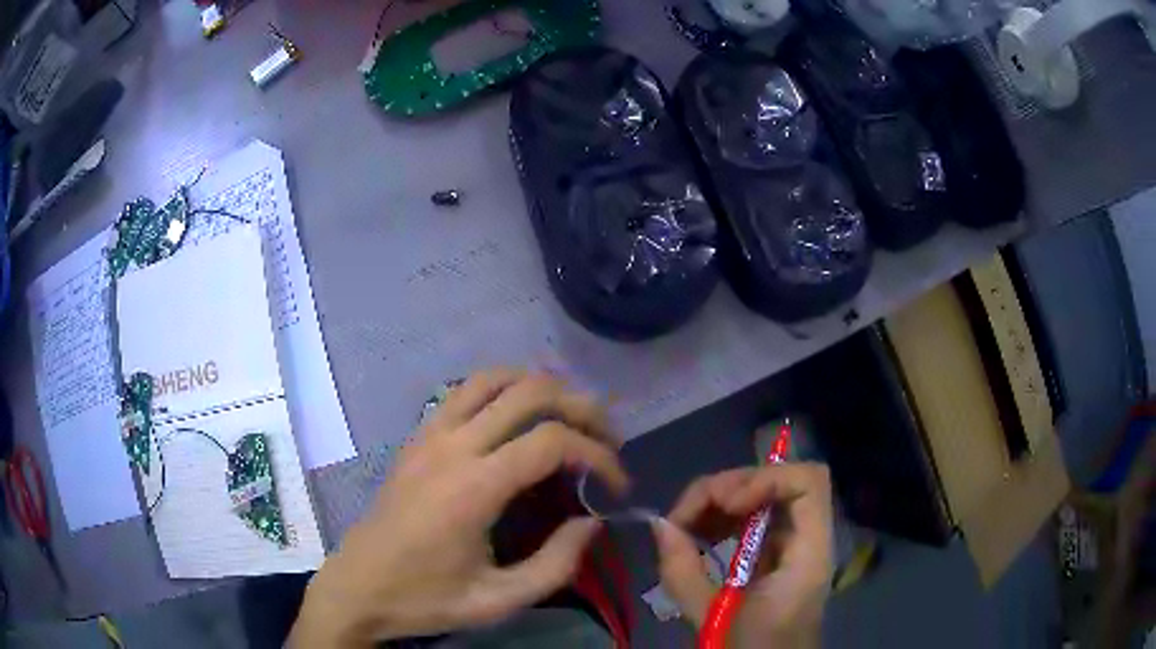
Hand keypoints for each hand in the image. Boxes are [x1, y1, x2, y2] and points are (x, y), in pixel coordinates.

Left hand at [289, 370, 628, 646]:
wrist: (358, 586)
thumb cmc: (425, 598)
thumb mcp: (498, 600)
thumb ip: (556, 564)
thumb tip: (593, 522)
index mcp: (473, 488)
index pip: (551, 441)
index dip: (598, 455)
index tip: (617, 485)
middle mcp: (452, 446)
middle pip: (530, 392)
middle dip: (581, 408)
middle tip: (606, 439)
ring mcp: (429, 434)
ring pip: (493, 378)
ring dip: (541, 387)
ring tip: (569, 417)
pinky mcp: (416, 437)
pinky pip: (464, 391)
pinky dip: (502, 389)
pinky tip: (518, 417)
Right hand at [652, 463, 833, 647]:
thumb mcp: (713, 619)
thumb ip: (683, 572)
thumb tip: (659, 525)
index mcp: (809, 554)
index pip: (808, 481)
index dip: (766, 479)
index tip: (724, 504)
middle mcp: (807, 540)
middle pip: (779, 482)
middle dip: (728, 489)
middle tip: (684, 516)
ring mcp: (792, 547)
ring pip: (763, 497)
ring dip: (720, 502)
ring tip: (683, 525)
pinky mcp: (775, 557)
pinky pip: (753, 521)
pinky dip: (723, 520)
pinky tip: (696, 535)